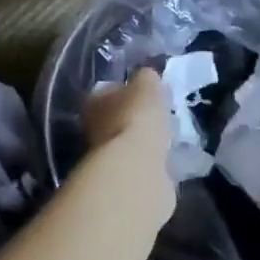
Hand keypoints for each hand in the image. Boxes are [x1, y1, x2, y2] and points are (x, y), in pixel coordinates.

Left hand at [80, 70, 175, 227]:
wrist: (136, 172)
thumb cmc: (136, 119)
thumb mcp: (147, 85)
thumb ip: (146, 78)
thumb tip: (147, 77)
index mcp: (94, 103)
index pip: (107, 91)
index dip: (126, 90)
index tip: (146, 93)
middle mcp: (93, 130)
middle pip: (116, 119)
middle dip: (134, 118)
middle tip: (158, 116)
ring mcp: (106, 160)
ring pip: (127, 144)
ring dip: (143, 142)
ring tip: (166, 137)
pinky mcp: (123, 182)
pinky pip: (140, 166)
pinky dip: (151, 164)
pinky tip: (167, 161)